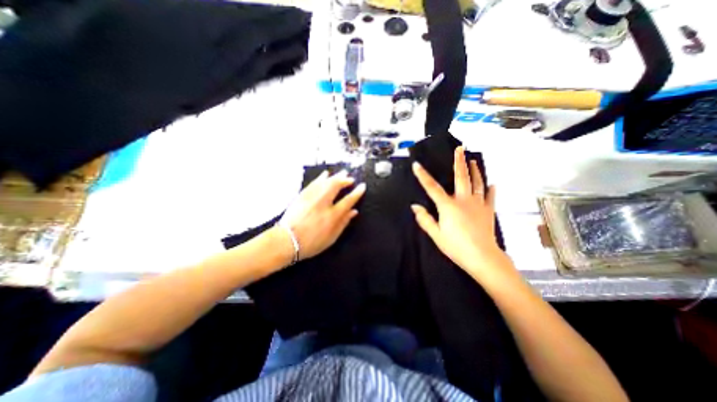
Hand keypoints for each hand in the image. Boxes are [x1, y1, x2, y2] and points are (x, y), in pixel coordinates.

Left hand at [277, 169, 361, 260]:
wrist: (286, 241)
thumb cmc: (311, 243)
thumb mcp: (331, 238)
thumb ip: (343, 223)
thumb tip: (354, 212)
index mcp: (332, 216)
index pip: (348, 201)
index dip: (356, 193)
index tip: (362, 186)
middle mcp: (323, 204)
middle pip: (336, 186)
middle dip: (345, 180)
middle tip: (350, 178)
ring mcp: (311, 198)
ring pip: (325, 182)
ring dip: (335, 176)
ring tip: (342, 173)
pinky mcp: (302, 196)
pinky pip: (313, 183)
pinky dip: (320, 178)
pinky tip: (325, 174)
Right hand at [412, 145, 505, 275]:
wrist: (483, 257)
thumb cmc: (456, 246)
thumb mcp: (436, 235)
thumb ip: (425, 219)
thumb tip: (415, 206)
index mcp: (448, 206)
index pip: (432, 188)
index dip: (423, 176)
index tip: (416, 164)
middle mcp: (464, 200)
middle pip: (461, 178)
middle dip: (459, 162)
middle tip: (460, 149)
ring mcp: (478, 204)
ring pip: (477, 183)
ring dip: (475, 171)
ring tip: (474, 161)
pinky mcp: (488, 211)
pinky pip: (490, 197)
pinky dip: (491, 190)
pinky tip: (492, 184)